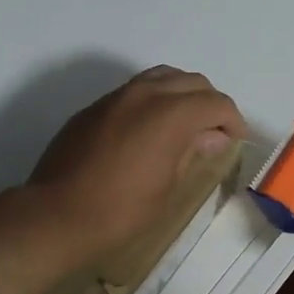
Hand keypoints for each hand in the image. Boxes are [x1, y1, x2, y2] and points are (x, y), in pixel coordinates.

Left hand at [25, 67, 246, 265]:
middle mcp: (146, 93)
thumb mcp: (168, 186)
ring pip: (161, 77)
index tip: (235, 139)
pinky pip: (134, 91)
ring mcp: (116, 97)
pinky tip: (149, 129)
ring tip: (184, 124)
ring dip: (180, 94)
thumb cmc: (122, 210)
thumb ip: (193, 151)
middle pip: (191, 82)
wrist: (57, 215)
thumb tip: (211, 136)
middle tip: (214, 131)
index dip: (232, 120)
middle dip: (209, 102)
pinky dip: (153, 100)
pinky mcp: (95, 107)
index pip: (215, 103)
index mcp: (171, 113)